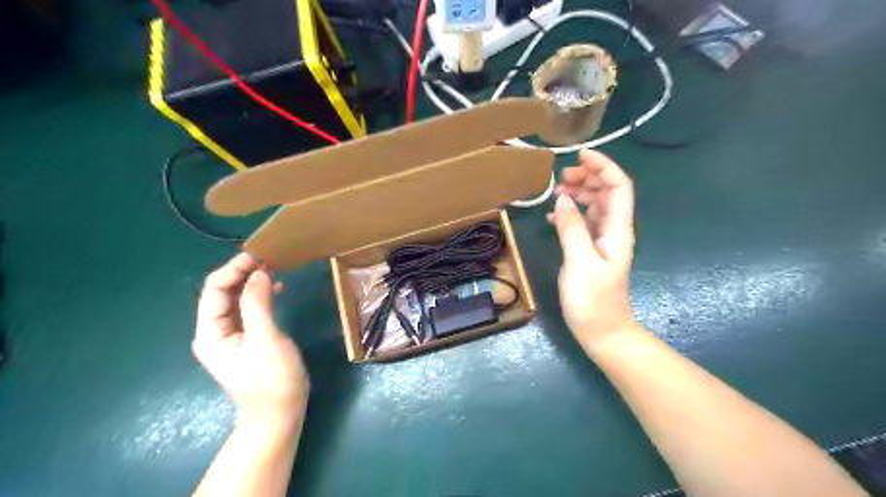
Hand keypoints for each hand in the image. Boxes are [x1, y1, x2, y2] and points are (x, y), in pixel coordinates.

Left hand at [192, 254, 308, 420]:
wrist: (279, 412)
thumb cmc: (272, 379)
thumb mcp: (266, 339)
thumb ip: (258, 305)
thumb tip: (258, 272)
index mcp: (210, 332)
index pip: (215, 289)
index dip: (234, 269)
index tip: (259, 255)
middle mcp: (215, 330)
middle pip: (223, 292)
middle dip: (243, 272)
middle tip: (270, 257)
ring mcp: (231, 335)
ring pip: (236, 298)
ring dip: (252, 281)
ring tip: (274, 267)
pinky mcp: (247, 337)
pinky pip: (249, 308)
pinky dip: (260, 294)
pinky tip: (276, 287)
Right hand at [548, 149, 636, 351]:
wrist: (603, 332)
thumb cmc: (593, 301)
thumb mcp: (579, 263)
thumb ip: (572, 229)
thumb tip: (562, 199)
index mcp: (617, 230)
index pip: (618, 187)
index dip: (603, 167)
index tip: (580, 155)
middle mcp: (613, 230)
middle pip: (607, 192)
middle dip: (588, 177)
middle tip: (562, 175)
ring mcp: (603, 241)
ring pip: (595, 206)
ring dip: (579, 193)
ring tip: (557, 190)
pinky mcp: (592, 251)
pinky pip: (584, 222)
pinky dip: (571, 213)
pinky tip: (554, 216)